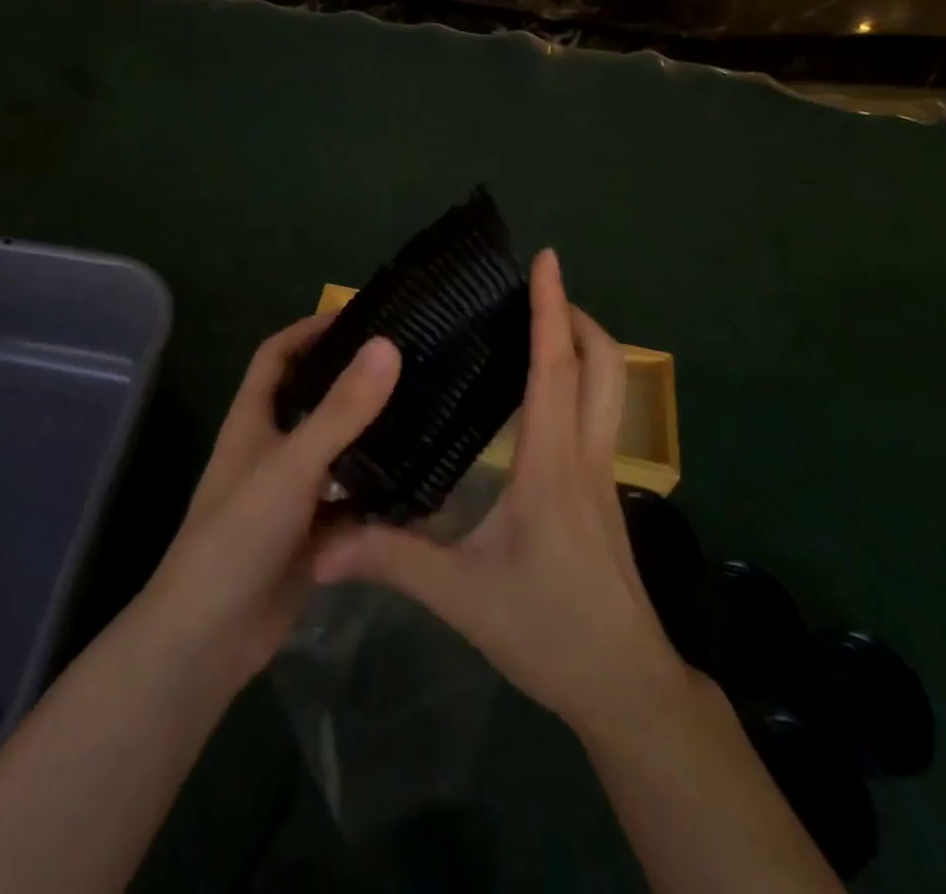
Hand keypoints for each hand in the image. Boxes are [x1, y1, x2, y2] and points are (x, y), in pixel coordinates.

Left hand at [141, 316, 400, 687]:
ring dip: (372, 436)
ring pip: (338, 451)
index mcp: (253, 421)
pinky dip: (379, 493)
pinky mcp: (312, 534)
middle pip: (313, 399)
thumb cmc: (239, 537)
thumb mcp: (293, 465)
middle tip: (409, 362)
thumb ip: (341, 410)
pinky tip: (421, 485)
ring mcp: (292, 494)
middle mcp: (271, 450)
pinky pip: (352, 501)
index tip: (360, 316)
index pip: (277, 355)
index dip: (310, 329)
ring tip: (425, 414)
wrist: (209, 642)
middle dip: (353, 379)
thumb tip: (387, 345)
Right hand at [313, 249, 687, 735]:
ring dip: (582, 346)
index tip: (546, 259)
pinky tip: (538, 398)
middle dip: (576, 315)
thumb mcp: (460, 596)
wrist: (624, 685)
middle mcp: (585, 455)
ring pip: (609, 388)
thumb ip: (390, 558)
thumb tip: (321, 542)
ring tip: (535, 329)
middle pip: (602, 364)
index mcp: (551, 463)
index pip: (556, 367)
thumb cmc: (547, 630)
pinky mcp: (605, 492)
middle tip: (536, 291)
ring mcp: (604, 473)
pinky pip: (599, 415)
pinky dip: (578, 382)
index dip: (552, 308)